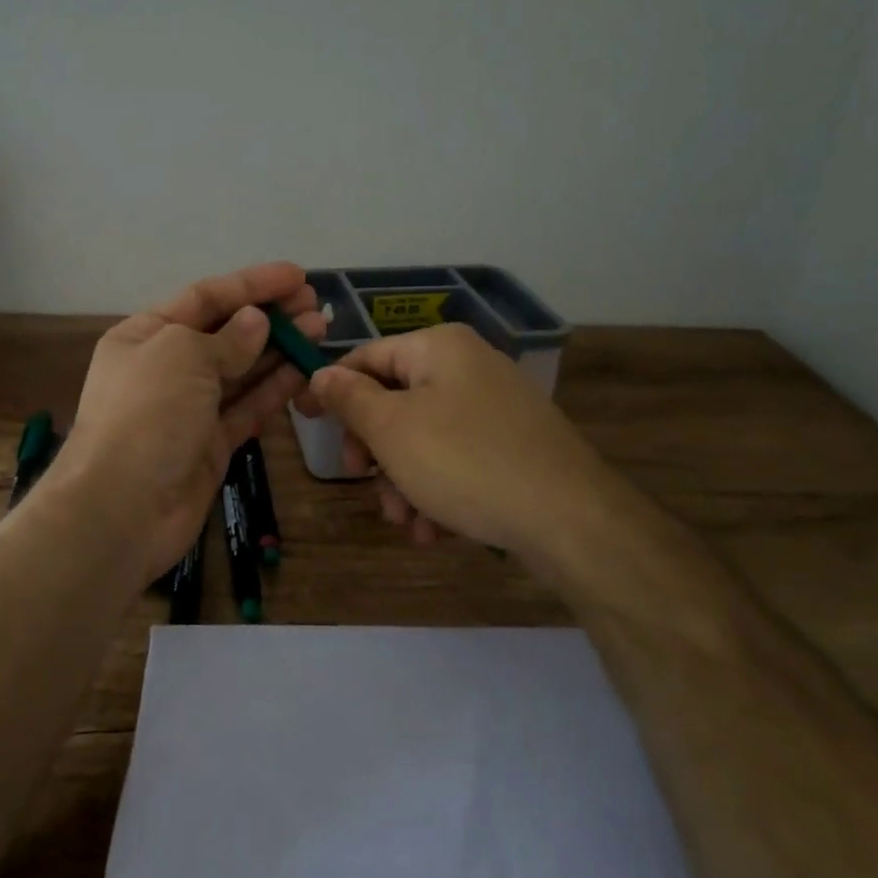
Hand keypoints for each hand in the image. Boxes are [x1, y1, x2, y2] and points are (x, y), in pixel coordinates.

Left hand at [50, 263, 325, 585]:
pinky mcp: (210, 445)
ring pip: (241, 370)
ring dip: (279, 349)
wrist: (121, 510)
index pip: (205, 297)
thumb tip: (256, 323)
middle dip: (270, 316)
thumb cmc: (146, 416)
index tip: (297, 276)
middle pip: (226, 332)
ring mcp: (189, 409)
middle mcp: (165, 368)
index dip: (252, 284)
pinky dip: (274, 389)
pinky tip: (304, 371)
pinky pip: (247, 408)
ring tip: (319, 330)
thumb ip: (227, 339)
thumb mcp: (183, 357)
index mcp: (145, 335)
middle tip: (316, 305)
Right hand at [301, 323, 605, 570]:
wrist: (571, 519)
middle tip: (363, 483)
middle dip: (375, 450)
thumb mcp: (393, 429)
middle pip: (395, 401)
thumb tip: (320, 374)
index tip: (305, 423)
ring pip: (424, 438)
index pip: (366, 357)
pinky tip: (435, 530)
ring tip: (407, 523)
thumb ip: (350, 398)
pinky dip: (437, 489)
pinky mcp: (514, 445)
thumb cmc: (466, 463)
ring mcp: (496, 407)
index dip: (332, 390)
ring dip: (403, 480)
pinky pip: (457, 459)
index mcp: (440, 348)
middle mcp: (469, 367)